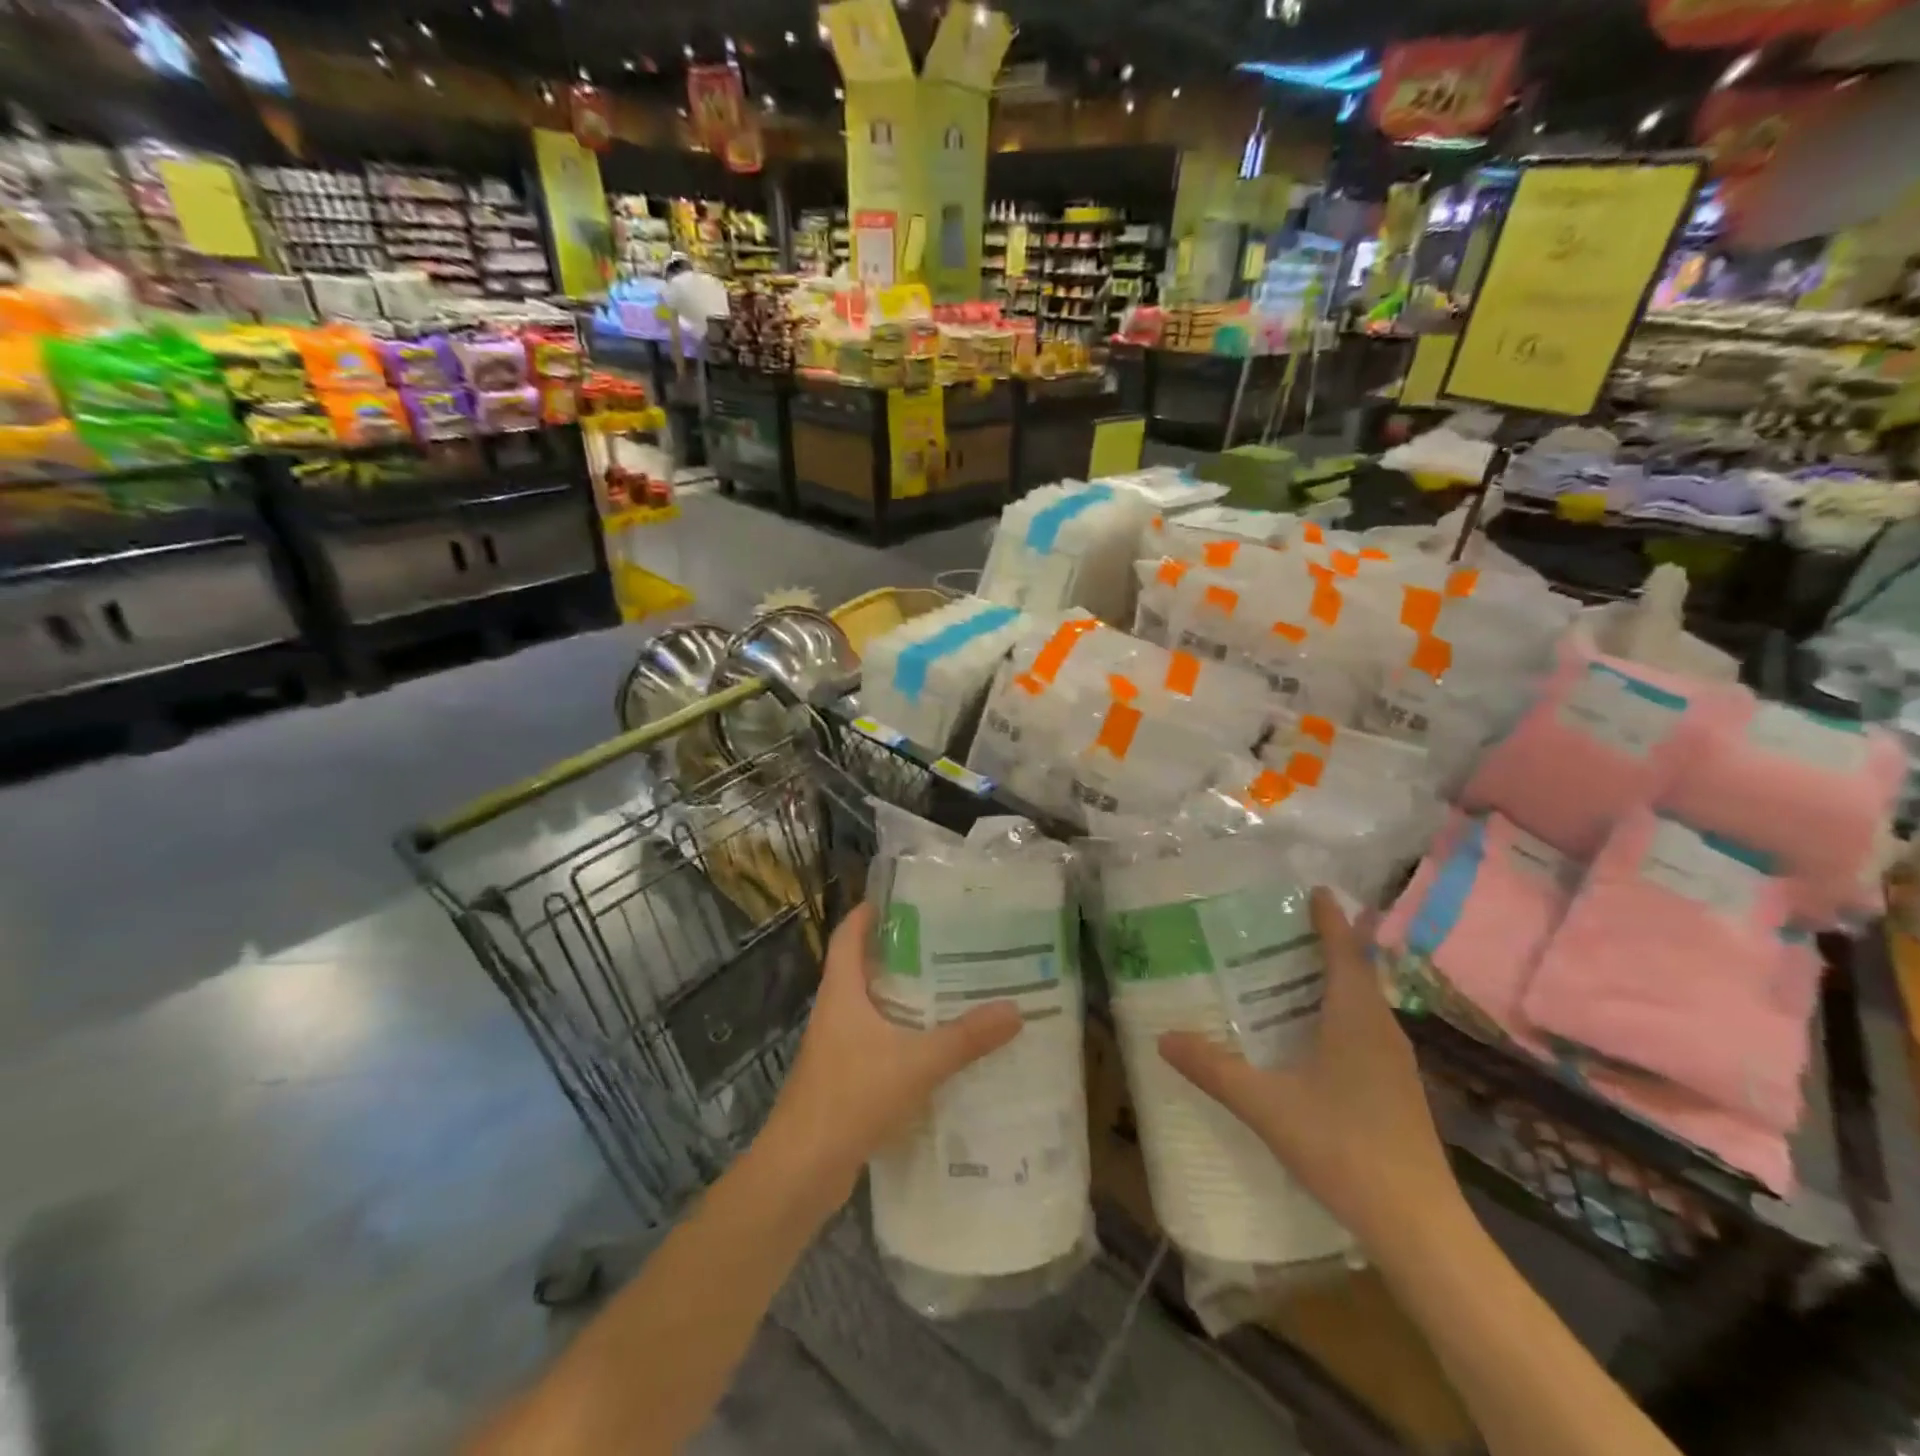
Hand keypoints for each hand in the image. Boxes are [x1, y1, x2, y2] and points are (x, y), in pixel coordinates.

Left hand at [767, 902, 1022, 1200]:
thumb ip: (965, 1038)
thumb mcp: (916, 1063)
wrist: (802, 1169)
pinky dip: (901, 1036)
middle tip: (946, 943)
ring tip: (949, 989)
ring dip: (903, 997)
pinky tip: (934, 1048)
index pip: (849, 935)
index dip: (869, 912)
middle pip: (864, 968)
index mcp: (842, 992)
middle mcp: (835, 1011)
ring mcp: (836, 1047)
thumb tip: (1014, 1009)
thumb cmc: (851, 1096)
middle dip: (901, 954)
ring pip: (871, 1008)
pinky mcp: (843, 1078)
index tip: (904, 899)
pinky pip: (875, 1042)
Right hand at [1158, 888, 1459, 1250]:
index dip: (1329, 919)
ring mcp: (1394, 1062)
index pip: (1343, 951)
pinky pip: (1365, 1031)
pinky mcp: (1397, 1090)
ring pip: (1362, 1004)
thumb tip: (1164, 1037)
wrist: (1419, 1228)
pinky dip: (1338, 1014)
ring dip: (1332, 981)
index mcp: (1356, 1018)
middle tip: (1280, 929)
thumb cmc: (1345, 1148)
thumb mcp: (1267, 1105)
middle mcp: (1381, 1030)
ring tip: (1288, 974)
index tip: (1314, 889)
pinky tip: (1310, 1036)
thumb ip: (1214, 1069)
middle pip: (1354, 972)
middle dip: (1324, 945)